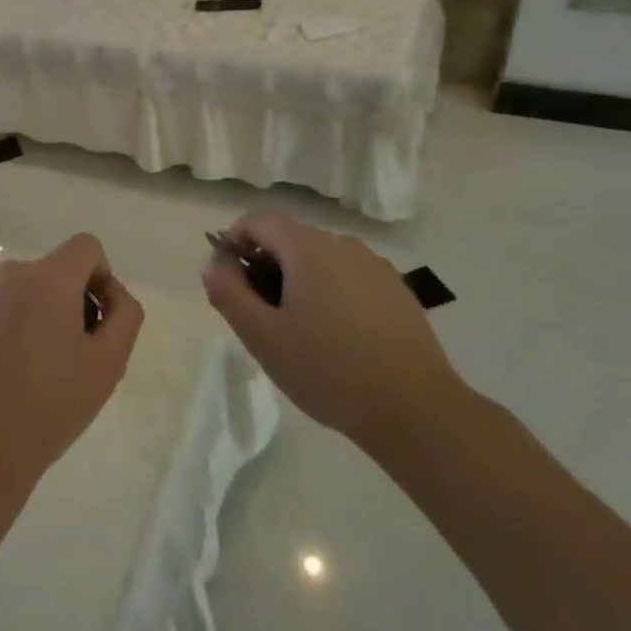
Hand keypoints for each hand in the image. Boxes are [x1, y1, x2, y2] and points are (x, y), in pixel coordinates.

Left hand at [0, 233, 144, 490]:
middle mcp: (9, 273)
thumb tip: (111, 293)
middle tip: (66, 356)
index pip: (86, 247)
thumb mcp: (109, 363)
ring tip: (28, 368)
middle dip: (66, 302)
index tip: (95, 321)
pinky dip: (1, 326)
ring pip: (18, 291)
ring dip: (32, 313)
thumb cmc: (51, 404)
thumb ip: (124, 314)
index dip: (100, 278)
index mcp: (49, 278)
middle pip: (51, 272)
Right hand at [201, 211, 464, 455]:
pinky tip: (338, 341)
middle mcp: (343, 244)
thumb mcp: (262, 336)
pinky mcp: (397, 291)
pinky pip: (348, 278)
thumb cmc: (328, 370)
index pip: (257, 220)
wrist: (415, 410)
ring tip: (301, 335)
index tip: (231, 285)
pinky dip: (330, 295)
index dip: (233, 243)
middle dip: (265, 269)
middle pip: (289, 239)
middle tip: (262, 319)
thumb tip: (215, 264)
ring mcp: (375, 267)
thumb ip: (229, 292)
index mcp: (308, 248)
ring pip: (320, 260)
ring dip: (298, 283)